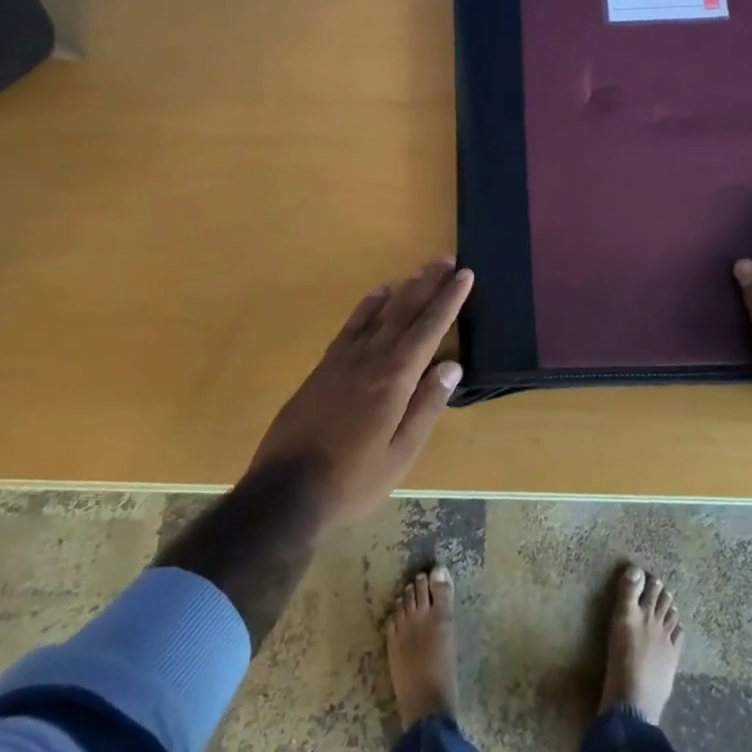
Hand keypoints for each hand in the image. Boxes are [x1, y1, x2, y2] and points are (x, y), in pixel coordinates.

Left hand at [247, 259, 473, 530]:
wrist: (286, 491)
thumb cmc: (352, 480)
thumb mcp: (400, 454)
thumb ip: (426, 407)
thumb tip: (452, 366)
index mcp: (395, 378)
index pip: (430, 328)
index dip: (449, 300)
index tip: (465, 275)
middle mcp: (371, 357)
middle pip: (405, 310)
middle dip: (429, 284)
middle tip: (447, 259)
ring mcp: (344, 358)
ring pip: (380, 312)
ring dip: (403, 288)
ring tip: (421, 270)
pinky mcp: (325, 365)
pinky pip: (352, 324)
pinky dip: (369, 305)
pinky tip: (379, 294)